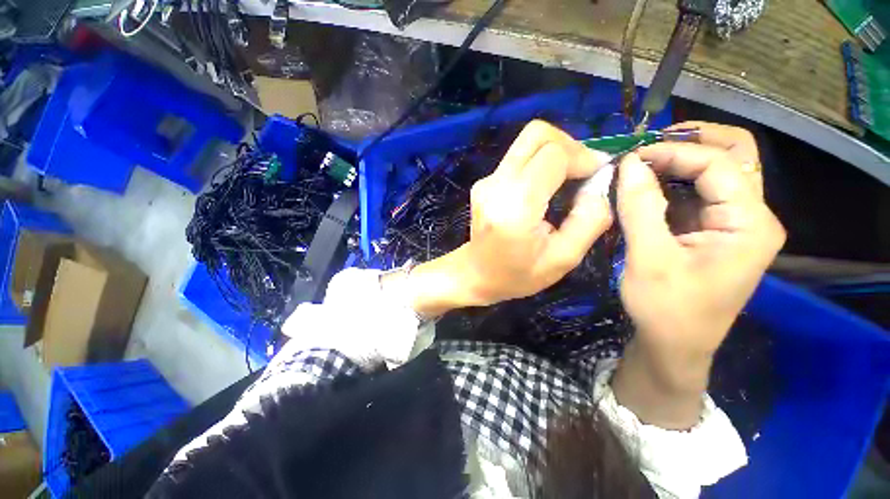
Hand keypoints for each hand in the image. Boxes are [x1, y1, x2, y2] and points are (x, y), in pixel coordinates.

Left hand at [404, 121, 612, 315]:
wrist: (475, 274)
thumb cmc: (517, 275)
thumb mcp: (563, 258)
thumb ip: (590, 219)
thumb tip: (600, 181)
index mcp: (515, 207)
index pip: (552, 155)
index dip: (582, 157)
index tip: (597, 174)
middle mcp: (496, 185)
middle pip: (536, 135)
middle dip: (569, 145)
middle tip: (584, 170)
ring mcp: (486, 181)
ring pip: (526, 143)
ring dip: (554, 152)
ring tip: (568, 178)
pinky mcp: (484, 182)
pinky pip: (517, 158)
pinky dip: (538, 163)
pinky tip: (544, 187)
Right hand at [612, 122, 784, 427]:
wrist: (673, 345)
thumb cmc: (666, 309)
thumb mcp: (649, 258)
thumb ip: (640, 208)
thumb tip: (627, 164)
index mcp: (749, 224)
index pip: (718, 165)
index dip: (673, 153)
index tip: (630, 157)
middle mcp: (751, 217)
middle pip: (734, 157)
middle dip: (692, 143)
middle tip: (648, 146)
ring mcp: (733, 224)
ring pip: (716, 173)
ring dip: (679, 162)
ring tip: (641, 165)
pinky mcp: (712, 231)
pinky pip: (697, 194)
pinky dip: (671, 183)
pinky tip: (645, 187)